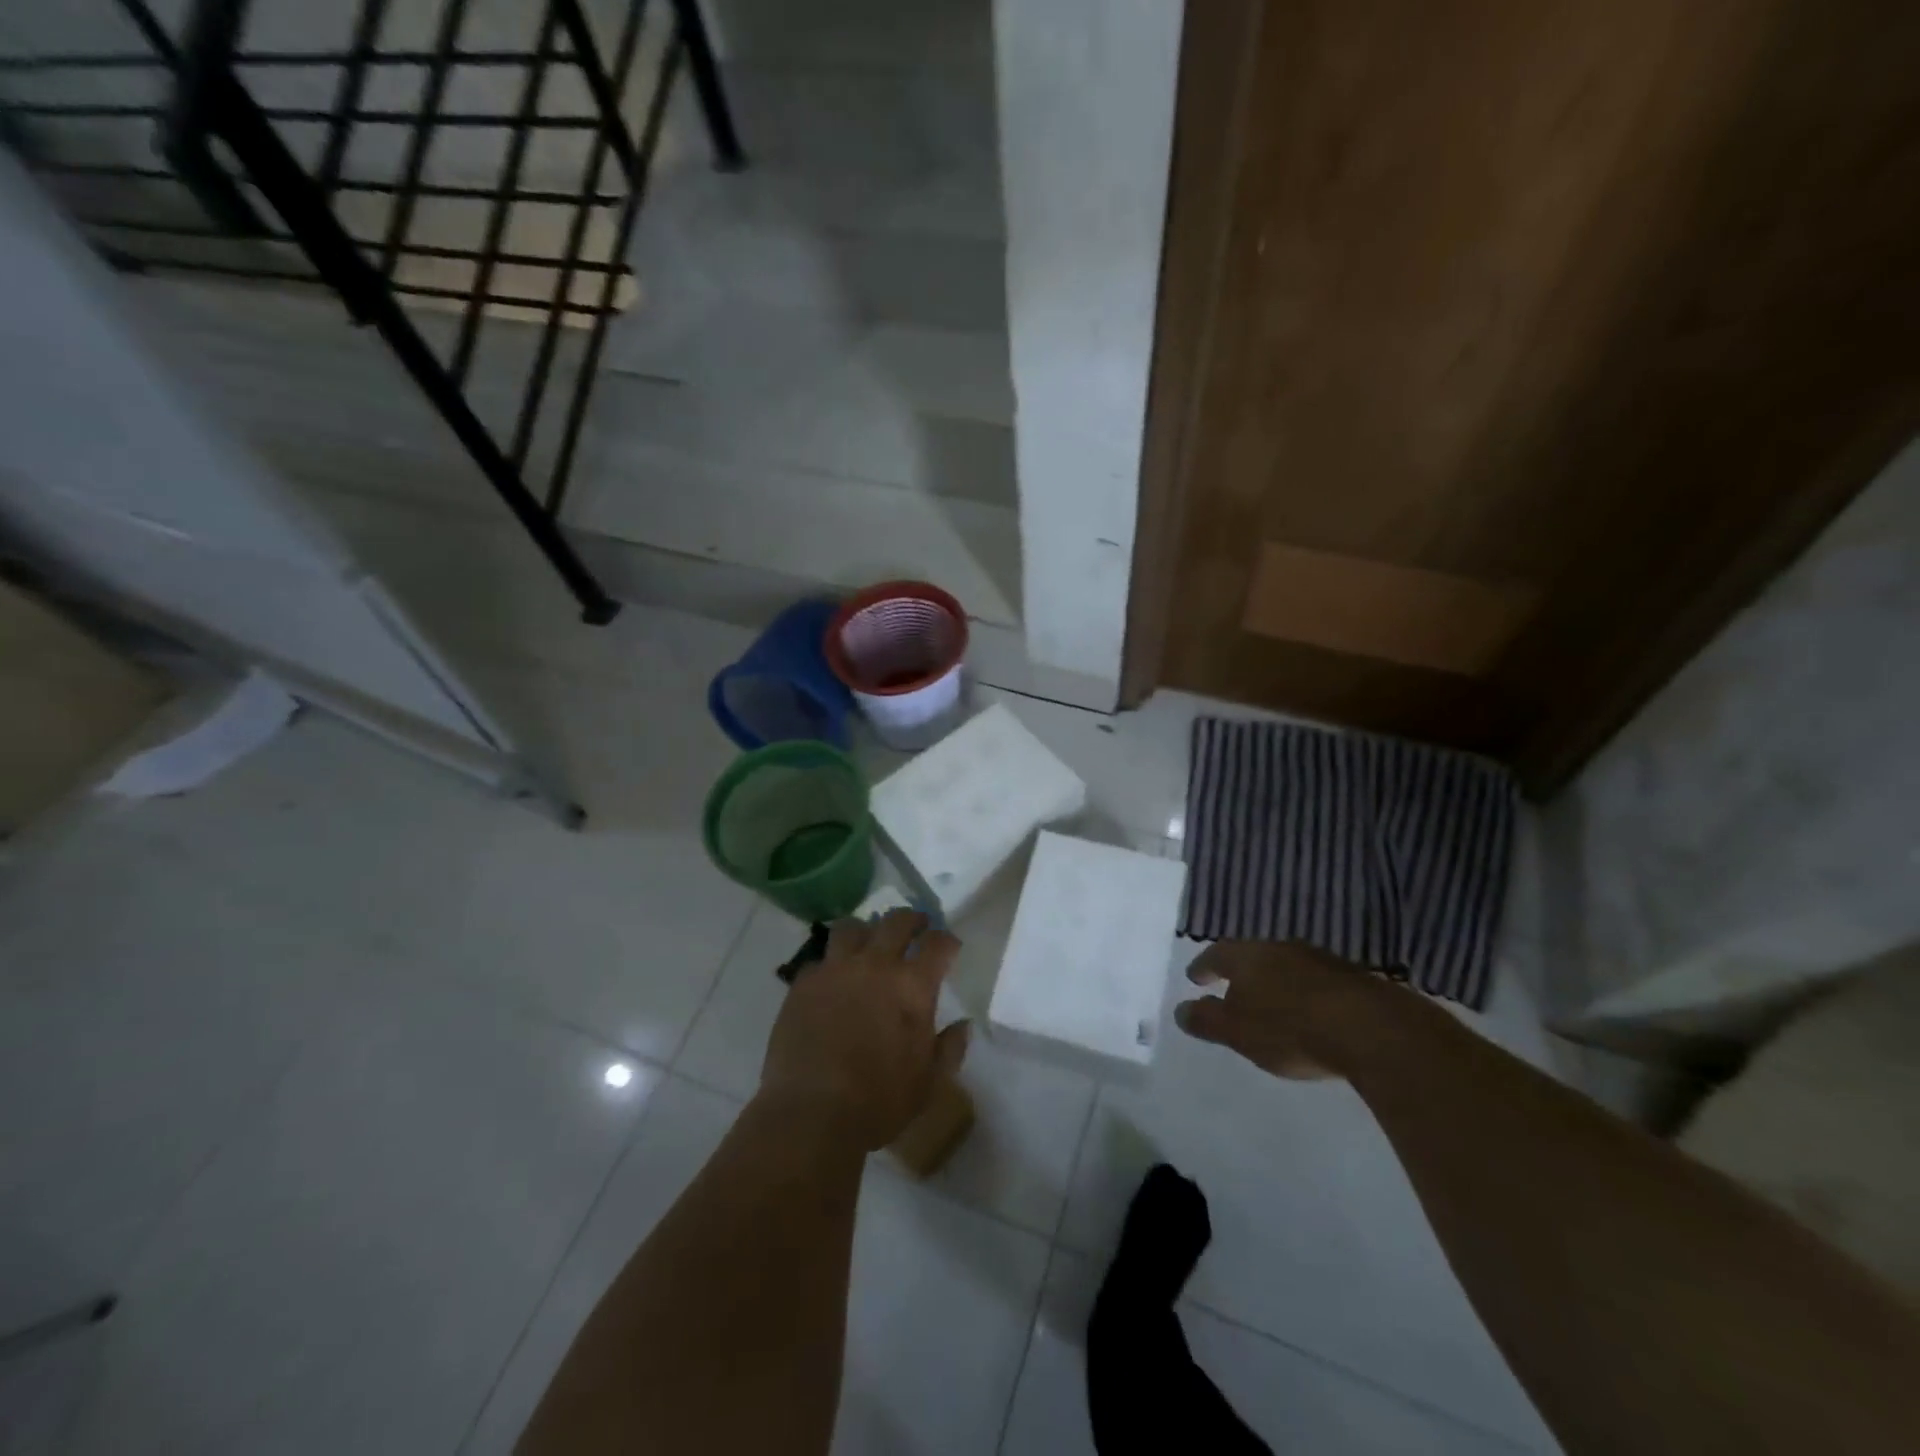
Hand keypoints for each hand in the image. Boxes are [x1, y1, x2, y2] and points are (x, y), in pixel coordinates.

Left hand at [759, 909, 969, 1150]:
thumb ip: (950, 1048)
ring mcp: (836, 969)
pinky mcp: (804, 983)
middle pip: (897, 921)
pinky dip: (831, 964)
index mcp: (912, 986)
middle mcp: (875, 965)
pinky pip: (820, 959)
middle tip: (916, 927)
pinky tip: (833, 979)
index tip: (948, 947)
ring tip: (868, 943)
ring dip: (866, 931)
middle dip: (911, 919)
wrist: (812, 1113)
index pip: (938, 944)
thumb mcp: (929, 1082)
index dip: (946, 941)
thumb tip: (963, 1025)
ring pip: (852, 927)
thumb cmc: (879, 1101)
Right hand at [1173, 941, 1397, 1079]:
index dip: (1203, 966)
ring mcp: (1319, 960)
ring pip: (1286, 966)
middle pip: (1252, 956)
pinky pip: (1315, 981)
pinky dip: (1303, 993)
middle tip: (1231, 988)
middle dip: (1240, 972)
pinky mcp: (1352, 979)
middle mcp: (1281, 948)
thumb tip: (1179, 1010)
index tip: (1194, 977)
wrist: (1373, 1031)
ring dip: (1274, 982)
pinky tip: (1308, 1011)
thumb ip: (1207, 1020)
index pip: (1217, 954)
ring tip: (1269, 1001)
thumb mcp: (1238, 1032)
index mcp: (1248, 956)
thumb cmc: (1291, 1029)